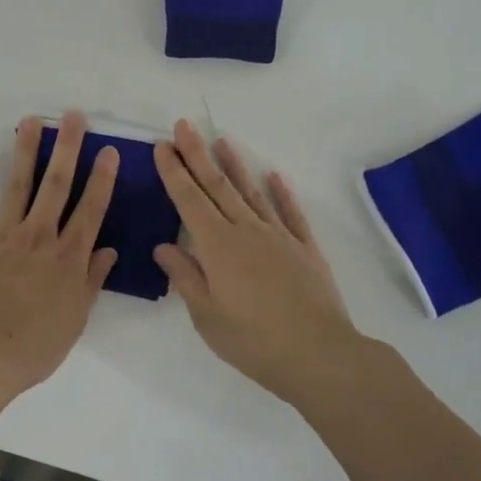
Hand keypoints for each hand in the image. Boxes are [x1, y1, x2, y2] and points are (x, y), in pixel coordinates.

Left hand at [0, 112, 119, 387]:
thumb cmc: (33, 346)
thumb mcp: (75, 319)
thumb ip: (91, 281)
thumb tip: (109, 250)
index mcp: (68, 257)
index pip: (91, 210)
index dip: (101, 179)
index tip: (108, 150)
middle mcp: (38, 236)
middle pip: (56, 186)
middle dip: (66, 149)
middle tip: (72, 116)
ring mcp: (2, 236)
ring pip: (17, 186)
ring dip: (25, 152)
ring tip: (30, 121)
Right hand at [153, 120, 361, 406]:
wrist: (319, 354)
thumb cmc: (253, 340)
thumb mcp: (206, 316)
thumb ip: (185, 277)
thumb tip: (164, 246)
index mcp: (216, 246)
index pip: (188, 200)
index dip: (173, 172)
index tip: (162, 146)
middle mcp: (245, 230)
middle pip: (217, 186)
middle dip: (197, 155)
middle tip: (184, 125)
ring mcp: (278, 236)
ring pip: (251, 192)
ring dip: (234, 165)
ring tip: (222, 140)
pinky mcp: (304, 248)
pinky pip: (290, 212)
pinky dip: (282, 192)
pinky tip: (275, 175)